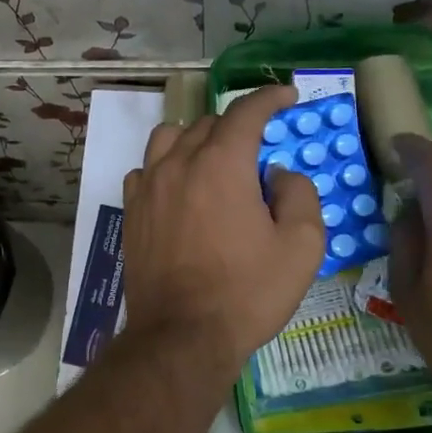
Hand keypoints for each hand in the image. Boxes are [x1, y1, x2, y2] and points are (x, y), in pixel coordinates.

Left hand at [122, 85, 326, 380]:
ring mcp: (148, 186)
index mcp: (221, 164)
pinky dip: (164, 167)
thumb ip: (299, 194)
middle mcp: (178, 163)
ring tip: (214, 161)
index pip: (246, 112)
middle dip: (237, 126)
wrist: (182, 336)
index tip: (287, 96)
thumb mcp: (301, 246)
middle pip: (208, 123)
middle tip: (258, 149)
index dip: (269, 98)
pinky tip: (178, 188)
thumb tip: (276, 174)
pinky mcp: (130, 211)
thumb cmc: (247, 292)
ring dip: (195, 139)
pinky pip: (145, 170)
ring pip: (169, 138)